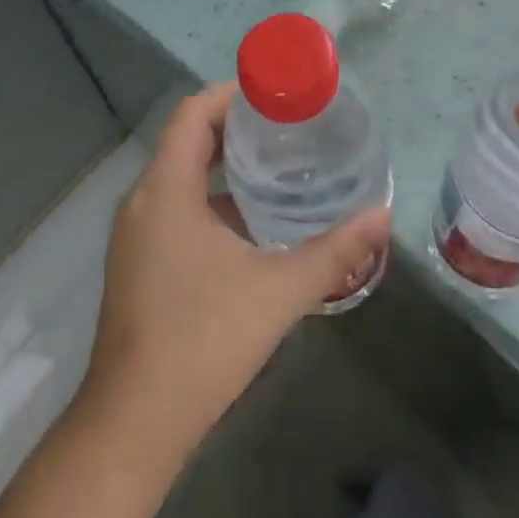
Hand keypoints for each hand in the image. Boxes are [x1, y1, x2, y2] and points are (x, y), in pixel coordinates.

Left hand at [76, 84, 391, 465]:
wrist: (135, 424)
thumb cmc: (203, 341)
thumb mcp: (279, 290)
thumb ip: (334, 251)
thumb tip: (383, 216)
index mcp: (166, 190)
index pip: (194, 112)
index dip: (233, 93)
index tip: (277, 93)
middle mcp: (143, 201)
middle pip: (189, 139)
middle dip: (237, 127)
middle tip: (289, 126)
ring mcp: (136, 234)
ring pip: (182, 176)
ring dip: (225, 166)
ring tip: (280, 166)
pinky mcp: (139, 262)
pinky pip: (176, 208)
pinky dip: (212, 200)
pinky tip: (253, 222)